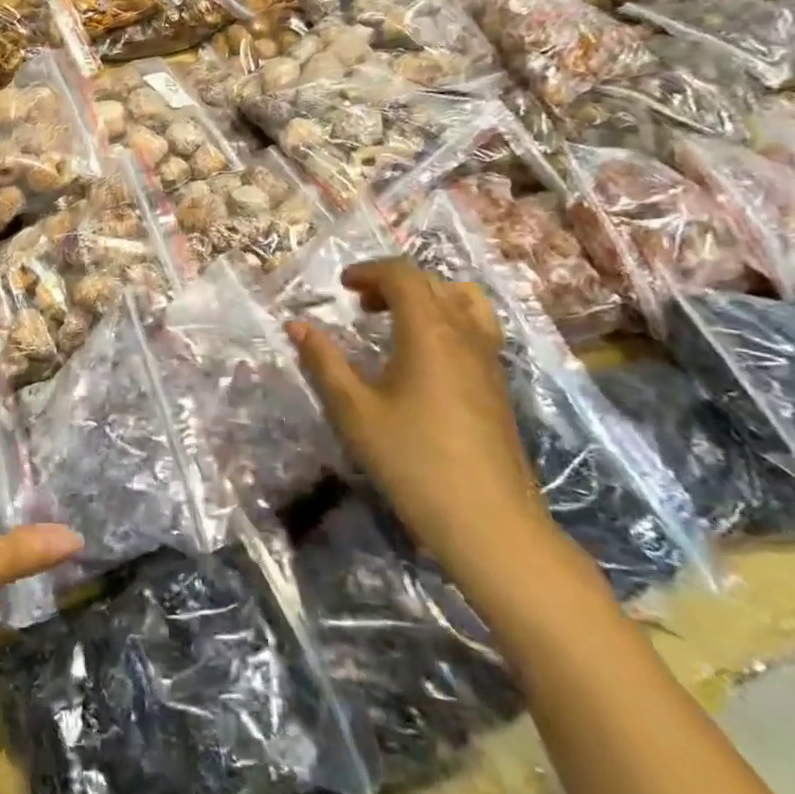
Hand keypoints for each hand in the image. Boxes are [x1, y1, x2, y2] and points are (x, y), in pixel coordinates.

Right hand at [286, 260, 552, 582]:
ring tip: (398, 322)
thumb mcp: (354, 411)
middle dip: (392, 283)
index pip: (403, 275)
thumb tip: (296, 325)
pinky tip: (425, 358)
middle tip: (361, 306)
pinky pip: (476, 327)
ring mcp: (488, 359)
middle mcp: (464, 333)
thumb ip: (323, 362)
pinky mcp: (498, 384)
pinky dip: (447, 320)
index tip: (342, 287)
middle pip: (432, 282)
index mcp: (429, 331)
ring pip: (462, 300)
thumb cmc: (413, 461)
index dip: (369, 271)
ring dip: (426, 297)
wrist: (489, 522)